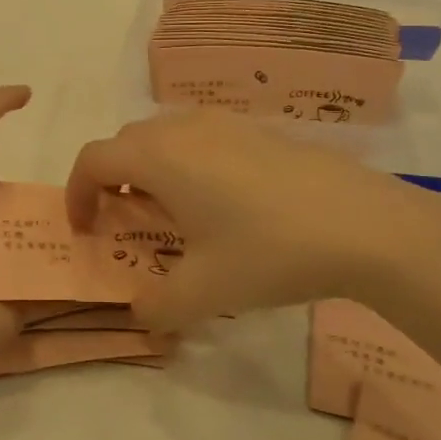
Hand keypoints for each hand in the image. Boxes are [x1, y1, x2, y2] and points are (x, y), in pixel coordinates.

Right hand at [65, 110, 440, 331]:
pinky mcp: (260, 130)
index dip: (76, 193)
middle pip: (127, 142)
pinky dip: (190, 164)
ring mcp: (227, 123)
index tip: (85, 230)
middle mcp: (185, 128)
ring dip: (152, 169)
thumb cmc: (268, 251)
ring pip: (166, 136)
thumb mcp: (203, 293)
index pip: (93, 159)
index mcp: (159, 157)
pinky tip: (223, 205)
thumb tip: (141, 316)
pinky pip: (203, 138)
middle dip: (112, 180)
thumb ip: (156, 308)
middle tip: (125, 223)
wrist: (364, 224)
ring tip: (173, 214)